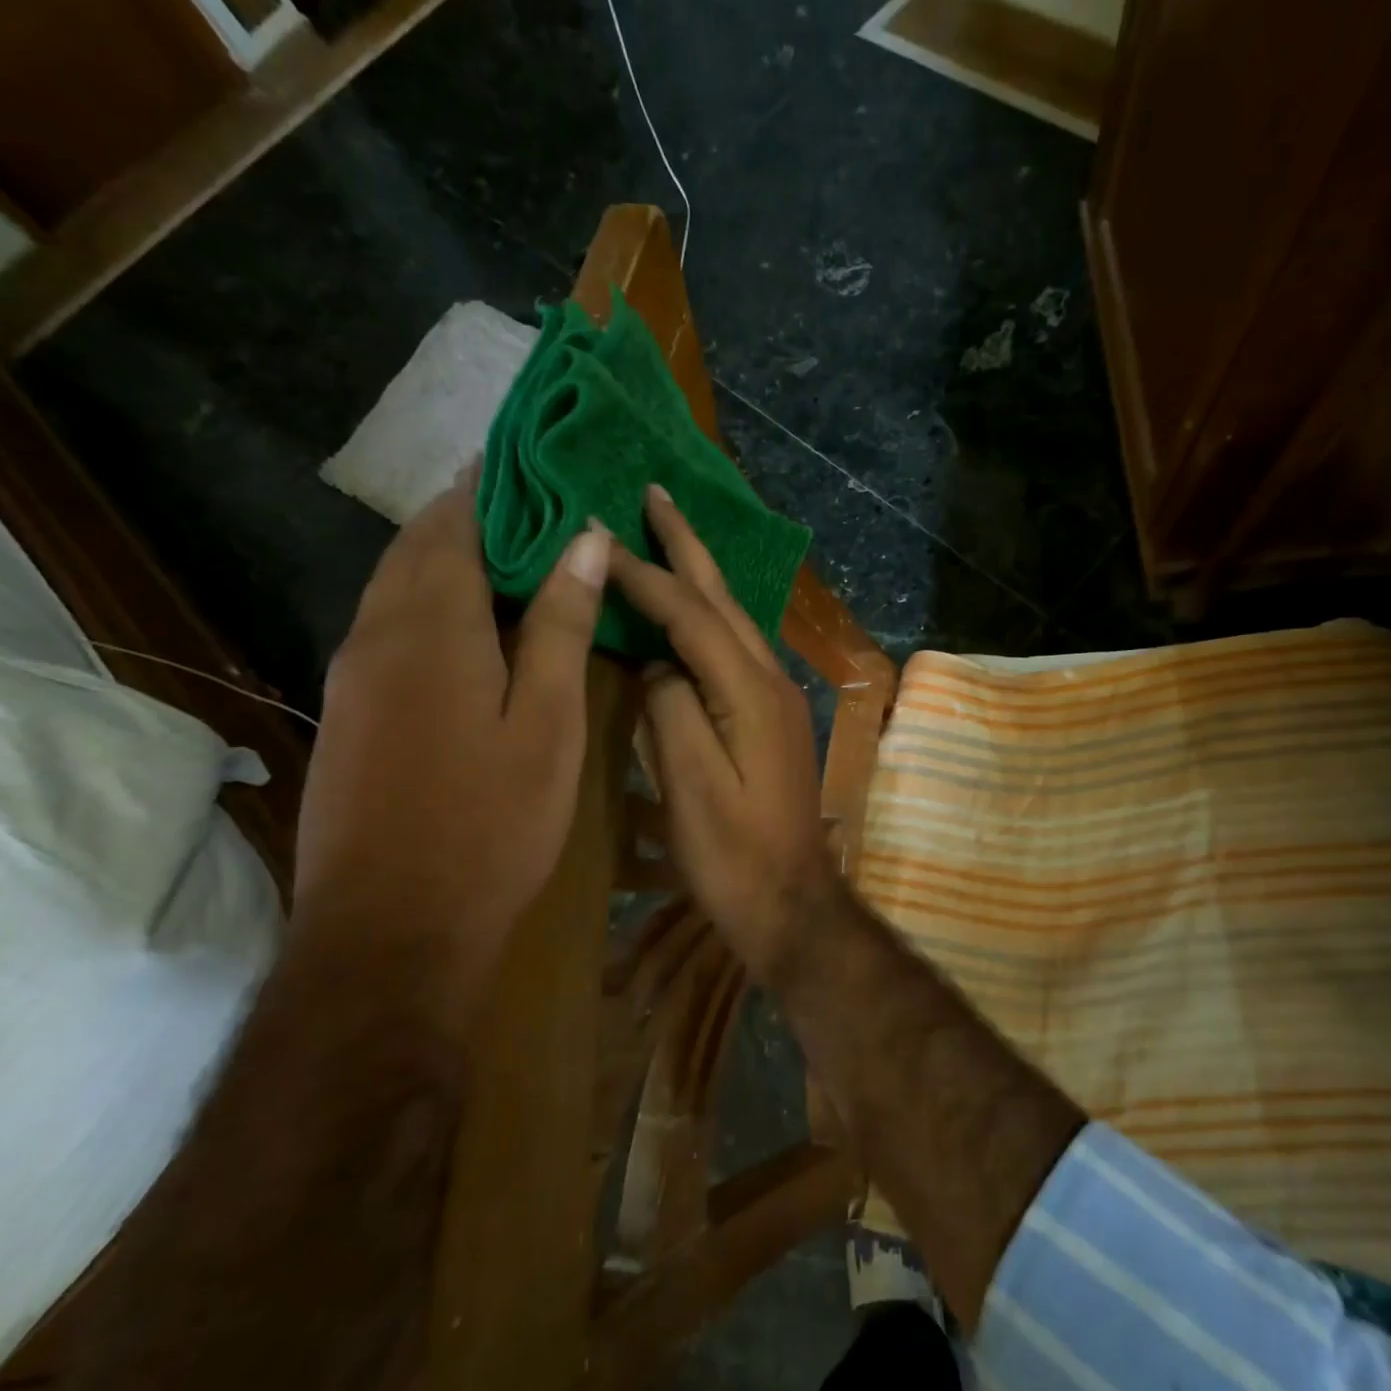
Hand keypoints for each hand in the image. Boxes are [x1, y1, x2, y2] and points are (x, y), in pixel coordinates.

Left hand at [290, 469, 610, 1010]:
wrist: (393, 929)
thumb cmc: (491, 822)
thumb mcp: (547, 723)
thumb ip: (560, 626)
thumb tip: (583, 539)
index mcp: (431, 626)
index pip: (454, 522)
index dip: (491, 486)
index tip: (535, 464)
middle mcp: (376, 635)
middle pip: (417, 548)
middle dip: (470, 516)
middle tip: (536, 506)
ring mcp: (353, 677)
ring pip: (398, 589)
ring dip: (449, 561)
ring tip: (515, 559)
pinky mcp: (349, 715)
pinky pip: (390, 631)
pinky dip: (432, 608)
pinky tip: (474, 631)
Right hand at [609, 485, 844, 981]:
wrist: (790, 899)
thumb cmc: (734, 853)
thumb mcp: (691, 787)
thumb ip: (673, 711)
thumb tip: (660, 665)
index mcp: (750, 693)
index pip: (691, 615)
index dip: (646, 575)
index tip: (600, 535)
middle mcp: (771, 681)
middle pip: (724, 600)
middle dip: (689, 546)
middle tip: (657, 492)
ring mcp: (778, 698)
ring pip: (735, 620)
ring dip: (701, 574)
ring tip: (669, 534)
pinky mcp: (773, 717)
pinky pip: (737, 648)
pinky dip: (710, 616)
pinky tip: (693, 610)